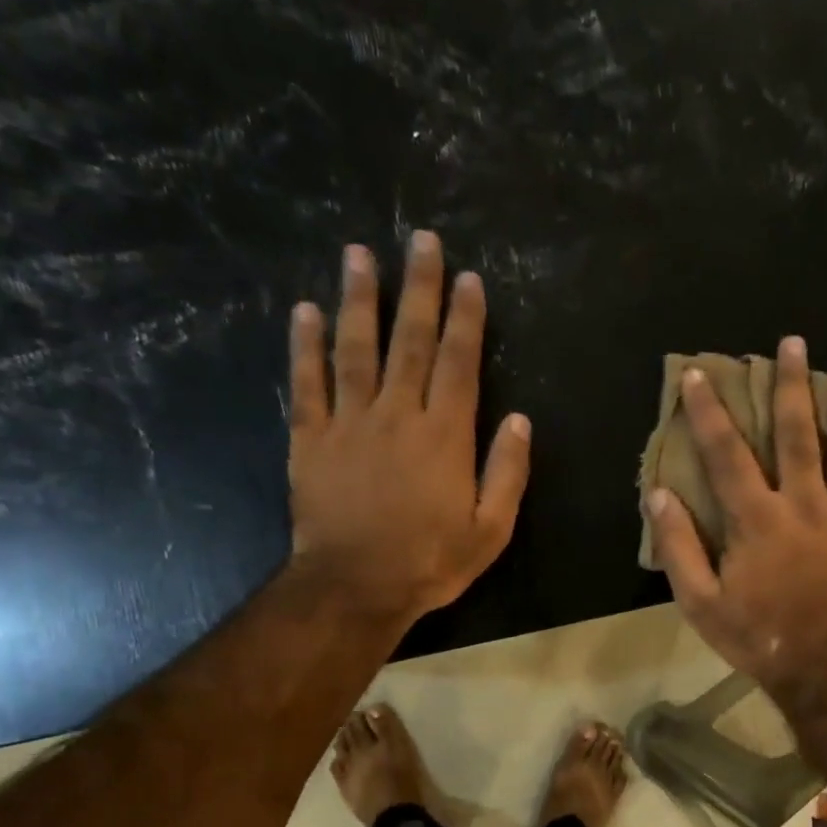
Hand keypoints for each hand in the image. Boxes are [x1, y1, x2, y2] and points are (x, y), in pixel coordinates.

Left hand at [283, 232, 529, 628]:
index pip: (460, 363)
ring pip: (356, 348)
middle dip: (419, 288)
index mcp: (445, 436)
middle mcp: (398, 415)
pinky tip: (306, 311)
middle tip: (420, 239)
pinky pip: (307, 384)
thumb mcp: (491, 529)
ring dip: (359, 299)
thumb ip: (507, 473)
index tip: (468, 278)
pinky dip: (305, 346)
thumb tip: (521, 421)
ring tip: (360, 254)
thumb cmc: (431, 562)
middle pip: (411, 341)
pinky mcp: (311, 439)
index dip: (466, 318)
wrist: (356, 587)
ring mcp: (350, 423)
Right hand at [645, 335, 826, 692]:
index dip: (709, 412)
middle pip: (797, 434)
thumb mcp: (701, 602)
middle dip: (793, 385)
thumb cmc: (759, 636)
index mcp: (757, 520)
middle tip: (794, 342)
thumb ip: (678, 547)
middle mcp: (804, 505)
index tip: (699, 374)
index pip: (727, 453)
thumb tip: (659, 495)